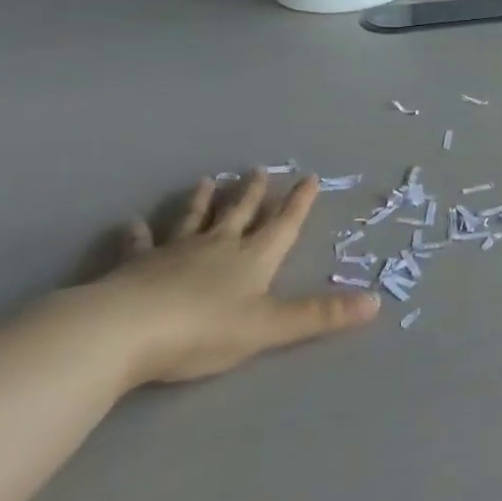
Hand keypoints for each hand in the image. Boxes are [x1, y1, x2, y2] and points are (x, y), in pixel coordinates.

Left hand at [75, 172, 379, 387]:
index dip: (298, 204)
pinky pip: (139, 244)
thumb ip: (320, 316)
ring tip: (208, 181)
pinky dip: (137, 233)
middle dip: (253, 194)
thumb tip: (376, 302)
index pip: (282, 225)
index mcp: (252, 259)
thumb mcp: (270, 327)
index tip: (308, 177)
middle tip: (258, 170)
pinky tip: (130, 224)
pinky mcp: (135, 267)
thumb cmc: (204, 329)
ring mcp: (173, 253)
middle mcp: (216, 247)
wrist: (125, 331)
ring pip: (193, 220)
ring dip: (203, 202)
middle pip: (239, 214)